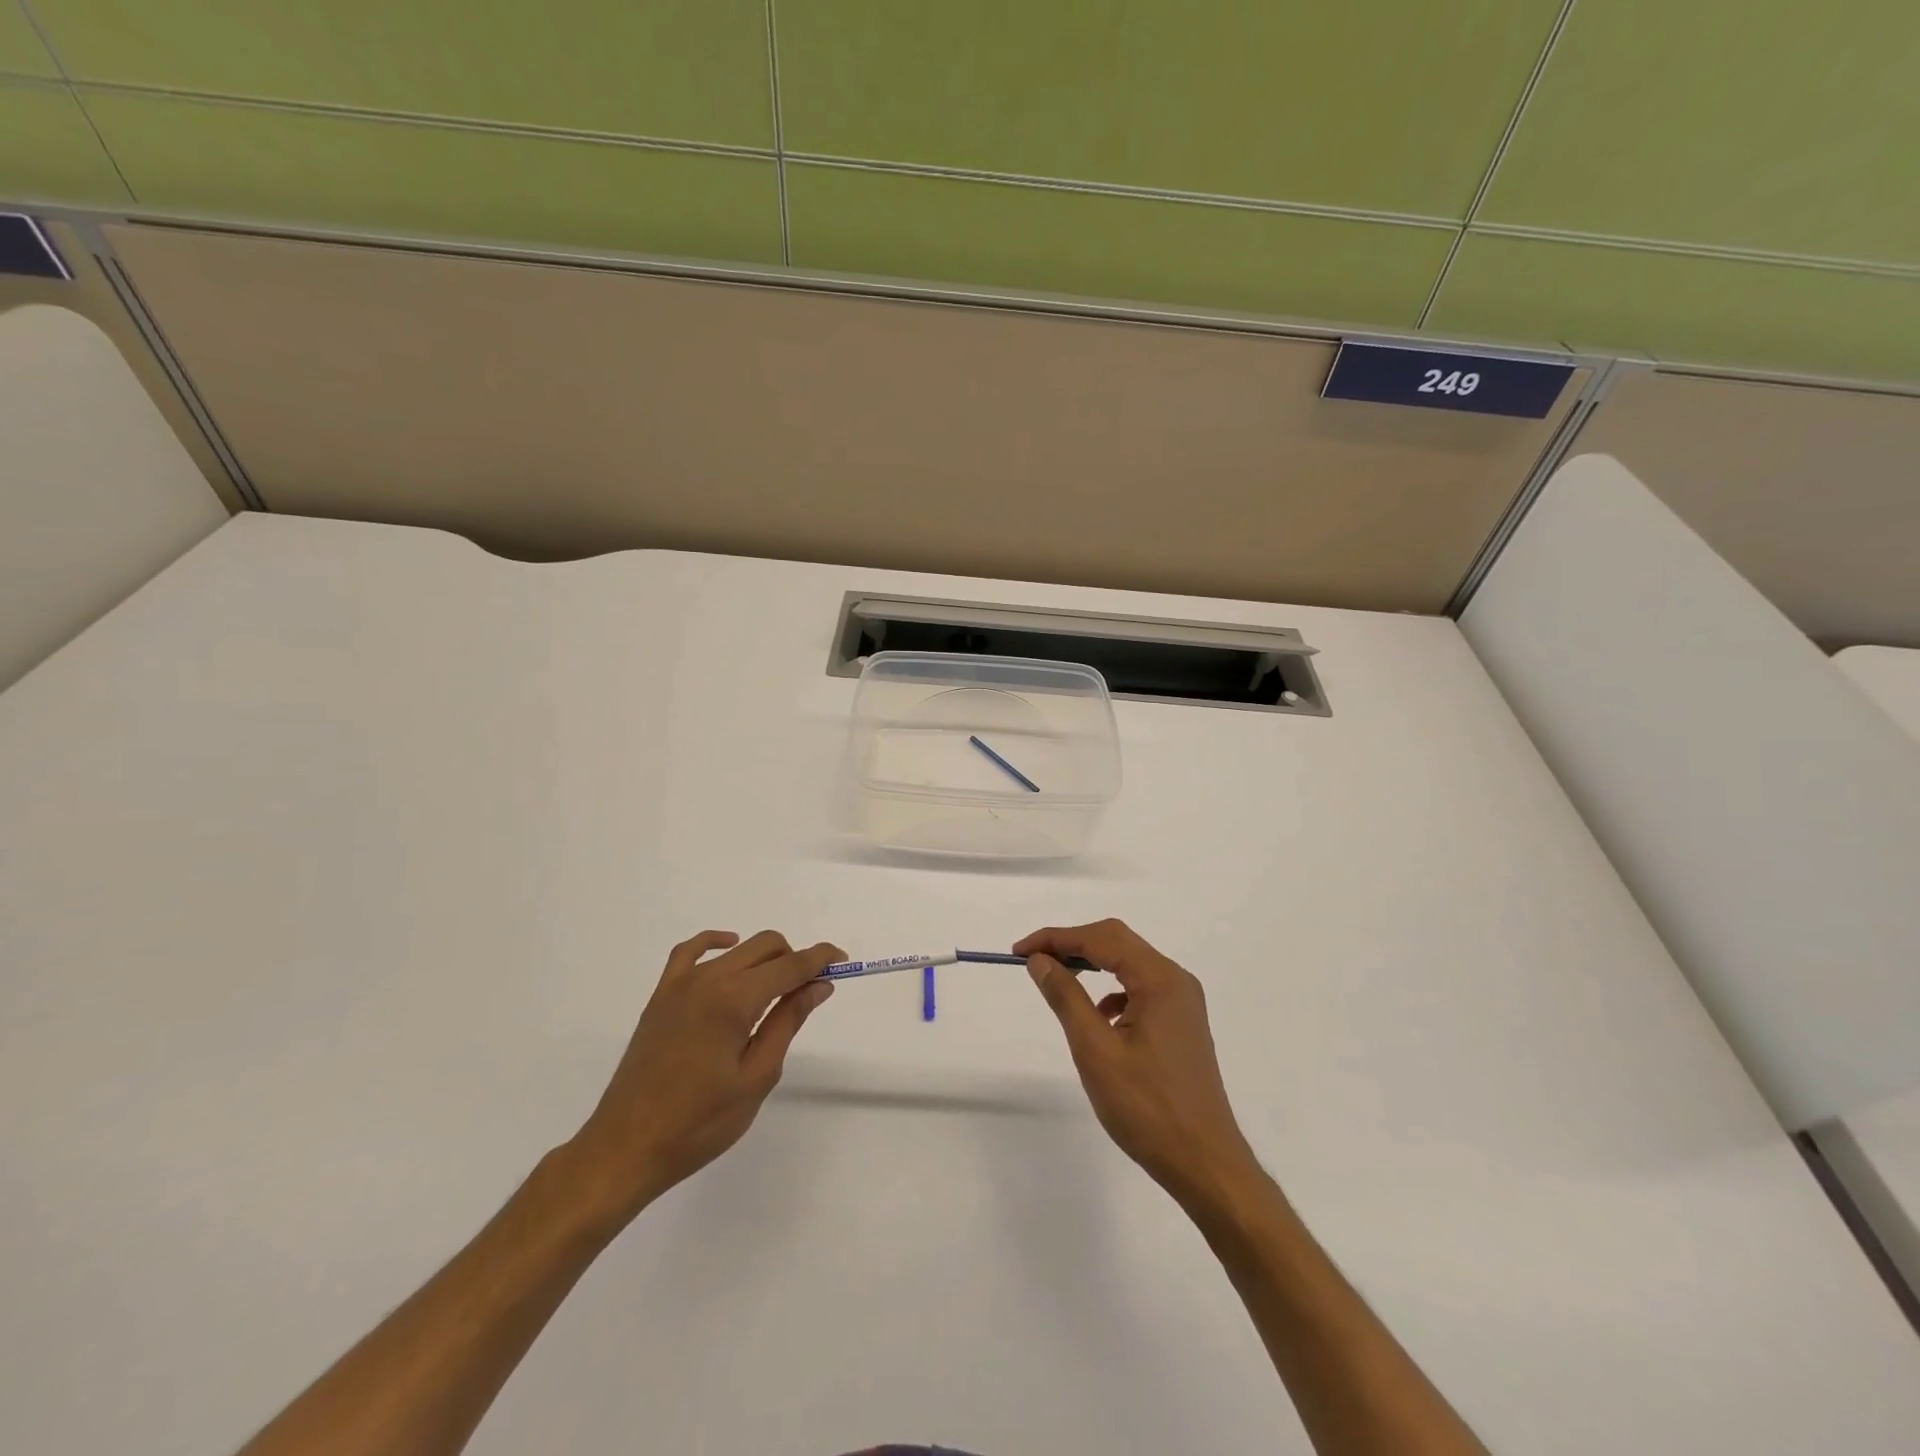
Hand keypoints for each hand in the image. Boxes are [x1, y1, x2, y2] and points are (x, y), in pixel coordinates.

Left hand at [567, 930, 843, 1218]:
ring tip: (778, 988)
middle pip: (766, 947)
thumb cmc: (699, 1123)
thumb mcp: (756, 1077)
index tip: (842, 962)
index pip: (790, 965)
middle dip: (796, 959)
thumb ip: (788, 1022)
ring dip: (765, 958)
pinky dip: (716, 943)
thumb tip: (818, 985)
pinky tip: (730, 951)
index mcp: (734, 1000)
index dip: (820, 959)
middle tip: (812, 989)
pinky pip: (690, 952)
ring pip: (736, 950)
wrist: (626, 1148)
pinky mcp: (662, 996)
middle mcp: (708, 979)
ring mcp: (680, 984)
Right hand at [1018, 919, 1258, 1207]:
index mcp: (1160, 979)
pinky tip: (1098, 1017)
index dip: (1057, 938)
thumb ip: (1066, 997)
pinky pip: (1140, 989)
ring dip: (1091, 964)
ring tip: (1058, 981)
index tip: (1019, 951)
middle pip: (1117, 942)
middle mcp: (1176, 980)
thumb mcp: (1095, 1050)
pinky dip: (1111, 990)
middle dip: (1072, 945)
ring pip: (1129, 964)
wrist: (1205, 1164)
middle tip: (1033, 961)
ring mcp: (1183, 1002)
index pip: (1102, 938)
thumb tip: (1040, 960)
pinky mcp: (1182, 1024)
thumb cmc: (1147, 1108)